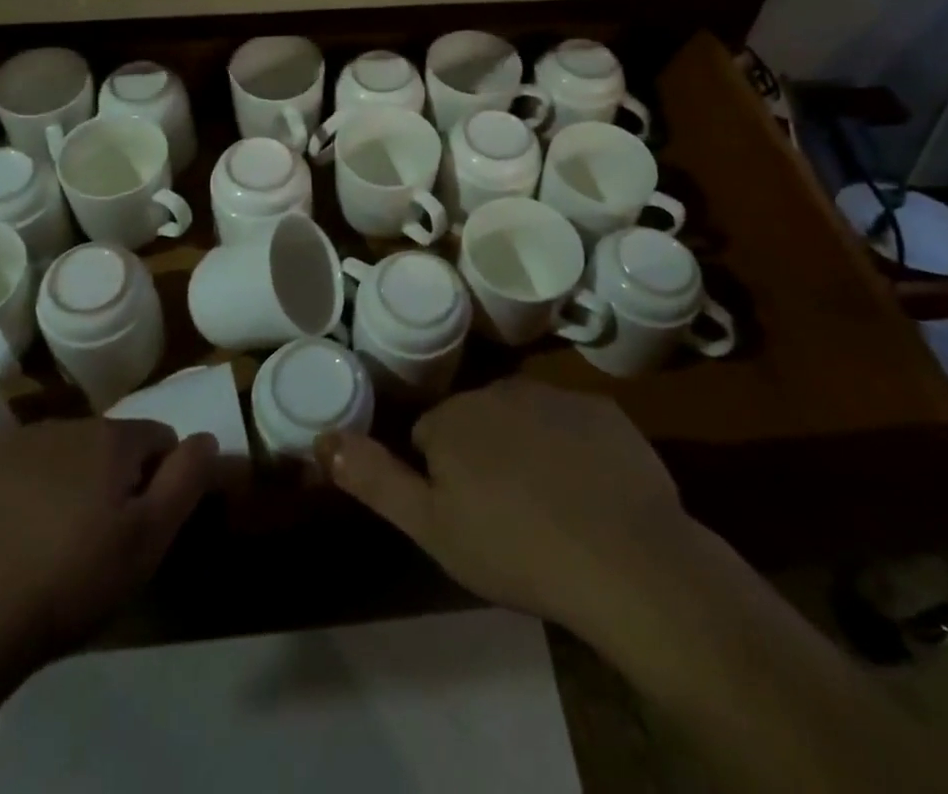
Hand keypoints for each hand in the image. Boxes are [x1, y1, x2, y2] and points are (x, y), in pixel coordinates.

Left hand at [0, 417, 217, 672]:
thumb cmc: (64, 585)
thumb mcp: (146, 543)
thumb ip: (187, 481)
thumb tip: (209, 437)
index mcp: (110, 440)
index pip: (157, 438)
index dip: (157, 478)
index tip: (138, 523)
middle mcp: (60, 424)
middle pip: (101, 444)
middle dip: (104, 479)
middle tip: (87, 540)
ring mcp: (2, 442)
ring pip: (48, 454)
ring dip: (54, 483)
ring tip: (37, 543)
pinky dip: (0, 493)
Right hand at [319, 381, 691, 637]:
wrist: (625, 558)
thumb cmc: (515, 548)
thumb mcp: (431, 527)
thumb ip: (375, 478)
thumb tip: (322, 437)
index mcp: (454, 418)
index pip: (429, 436)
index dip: (441, 477)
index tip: (464, 515)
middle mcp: (499, 390)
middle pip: (476, 421)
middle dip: (482, 456)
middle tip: (506, 515)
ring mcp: (555, 396)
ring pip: (525, 419)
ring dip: (527, 450)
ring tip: (550, 508)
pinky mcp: (603, 410)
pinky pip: (574, 425)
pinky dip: (574, 450)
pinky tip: (591, 493)